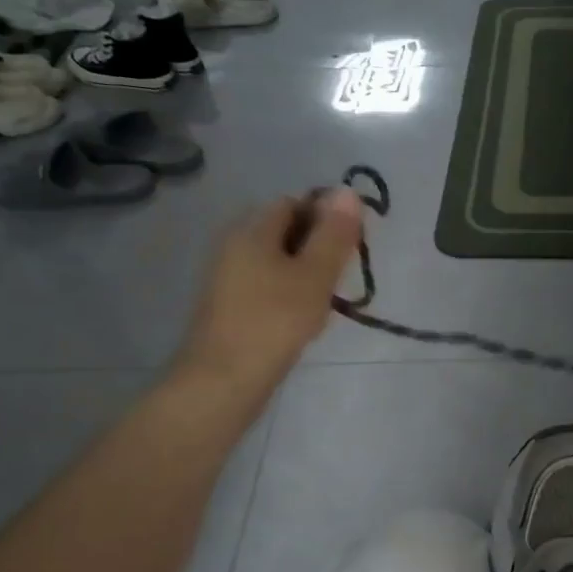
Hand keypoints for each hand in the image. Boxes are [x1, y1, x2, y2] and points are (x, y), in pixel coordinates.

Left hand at [175, 189, 363, 386]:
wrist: (224, 381)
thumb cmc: (274, 321)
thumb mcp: (315, 275)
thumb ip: (334, 234)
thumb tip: (347, 191)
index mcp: (251, 230)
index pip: (294, 203)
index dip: (326, 219)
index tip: (349, 249)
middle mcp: (234, 245)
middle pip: (285, 232)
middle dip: (317, 249)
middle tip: (339, 279)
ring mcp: (228, 278)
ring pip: (278, 262)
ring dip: (306, 276)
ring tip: (324, 304)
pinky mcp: (230, 307)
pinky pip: (267, 287)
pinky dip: (289, 296)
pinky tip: (302, 321)